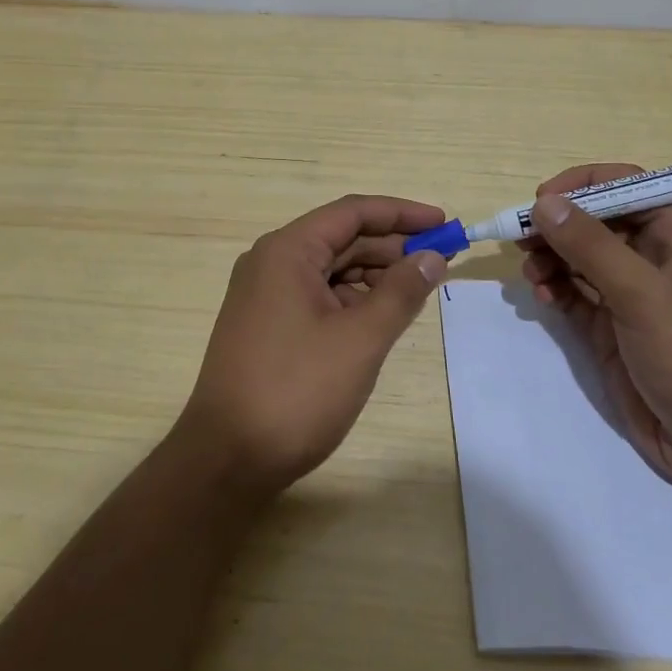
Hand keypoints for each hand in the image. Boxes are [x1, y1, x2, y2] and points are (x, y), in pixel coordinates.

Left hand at [177, 195, 449, 498]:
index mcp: (287, 251)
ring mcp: (265, 295)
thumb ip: (401, 292)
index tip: (444, 222)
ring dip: (374, 274)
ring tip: (418, 289)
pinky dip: (352, 300)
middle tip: (441, 260)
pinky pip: (317, 296)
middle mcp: (271, 262)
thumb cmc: (296, 390)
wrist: (227, 458)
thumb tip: (432, 256)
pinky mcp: (267, 325)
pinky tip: (381, 316)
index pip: (352, 212)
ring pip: (330, 269)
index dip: (401, 214)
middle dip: (392, 246)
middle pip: (341, 238)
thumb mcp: (360, 339)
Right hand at [519, 164, 671, 492]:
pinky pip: (575, 293)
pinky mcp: (613, 327)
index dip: (585, 185)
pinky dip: (555, 288)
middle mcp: (656, 257)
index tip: (543, 199)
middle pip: (598, 220)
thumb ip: (591, 245)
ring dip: (551, 257)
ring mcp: (633, 294)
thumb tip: (545, 202)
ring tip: (531, 273)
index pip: (629, 186)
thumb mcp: (643, 295)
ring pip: (581, 256)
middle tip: (521, 237)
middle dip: (559, 225)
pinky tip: (542, 297)